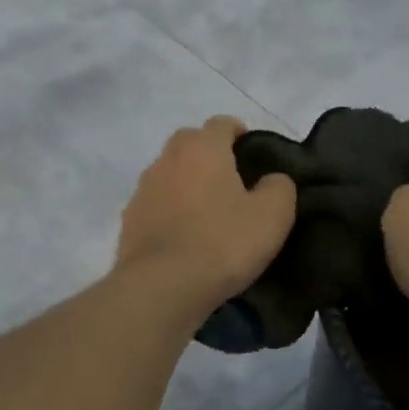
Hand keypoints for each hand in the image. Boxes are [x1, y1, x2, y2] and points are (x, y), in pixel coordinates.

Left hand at [115, 117, 296, 316]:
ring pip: (169, 173)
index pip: (221, 123)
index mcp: (203, 148)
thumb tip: (272, 179)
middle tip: (230, 183)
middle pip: (190, 143)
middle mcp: (167, 159)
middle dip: (209, 155)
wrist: (162, 286)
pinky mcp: (129, 220)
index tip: (252, 155)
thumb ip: (279, 187)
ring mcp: (143, 189)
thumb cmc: (223, 243)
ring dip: (186, 184)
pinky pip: (155, 205)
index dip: (239, 133)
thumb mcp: (272, 216)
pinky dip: (169, 212)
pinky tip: (182, 237)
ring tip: (206, 213)